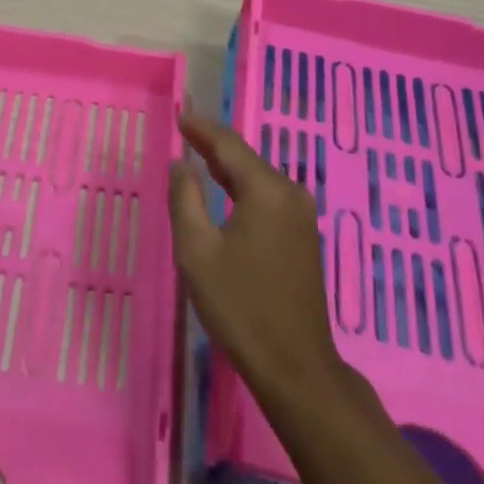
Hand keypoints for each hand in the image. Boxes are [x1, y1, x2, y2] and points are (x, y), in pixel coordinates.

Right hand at [170, 113, 354, 411]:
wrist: (296, 366)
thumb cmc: (241, 306)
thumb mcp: (197, 251)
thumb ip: (185, 199)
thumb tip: (180, 163)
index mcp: (266, 190)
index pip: (228, 145)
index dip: (201, 129)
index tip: (180, 116)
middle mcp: (290, 193)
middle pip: (246, 159)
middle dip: (213, 145)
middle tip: (184, 132)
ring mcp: (301, 215)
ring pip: (257, 178)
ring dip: (228, 168)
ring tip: (198, 156)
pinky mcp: (303, 236)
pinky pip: (268, 197)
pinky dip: (242, 188)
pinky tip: (225, 192)